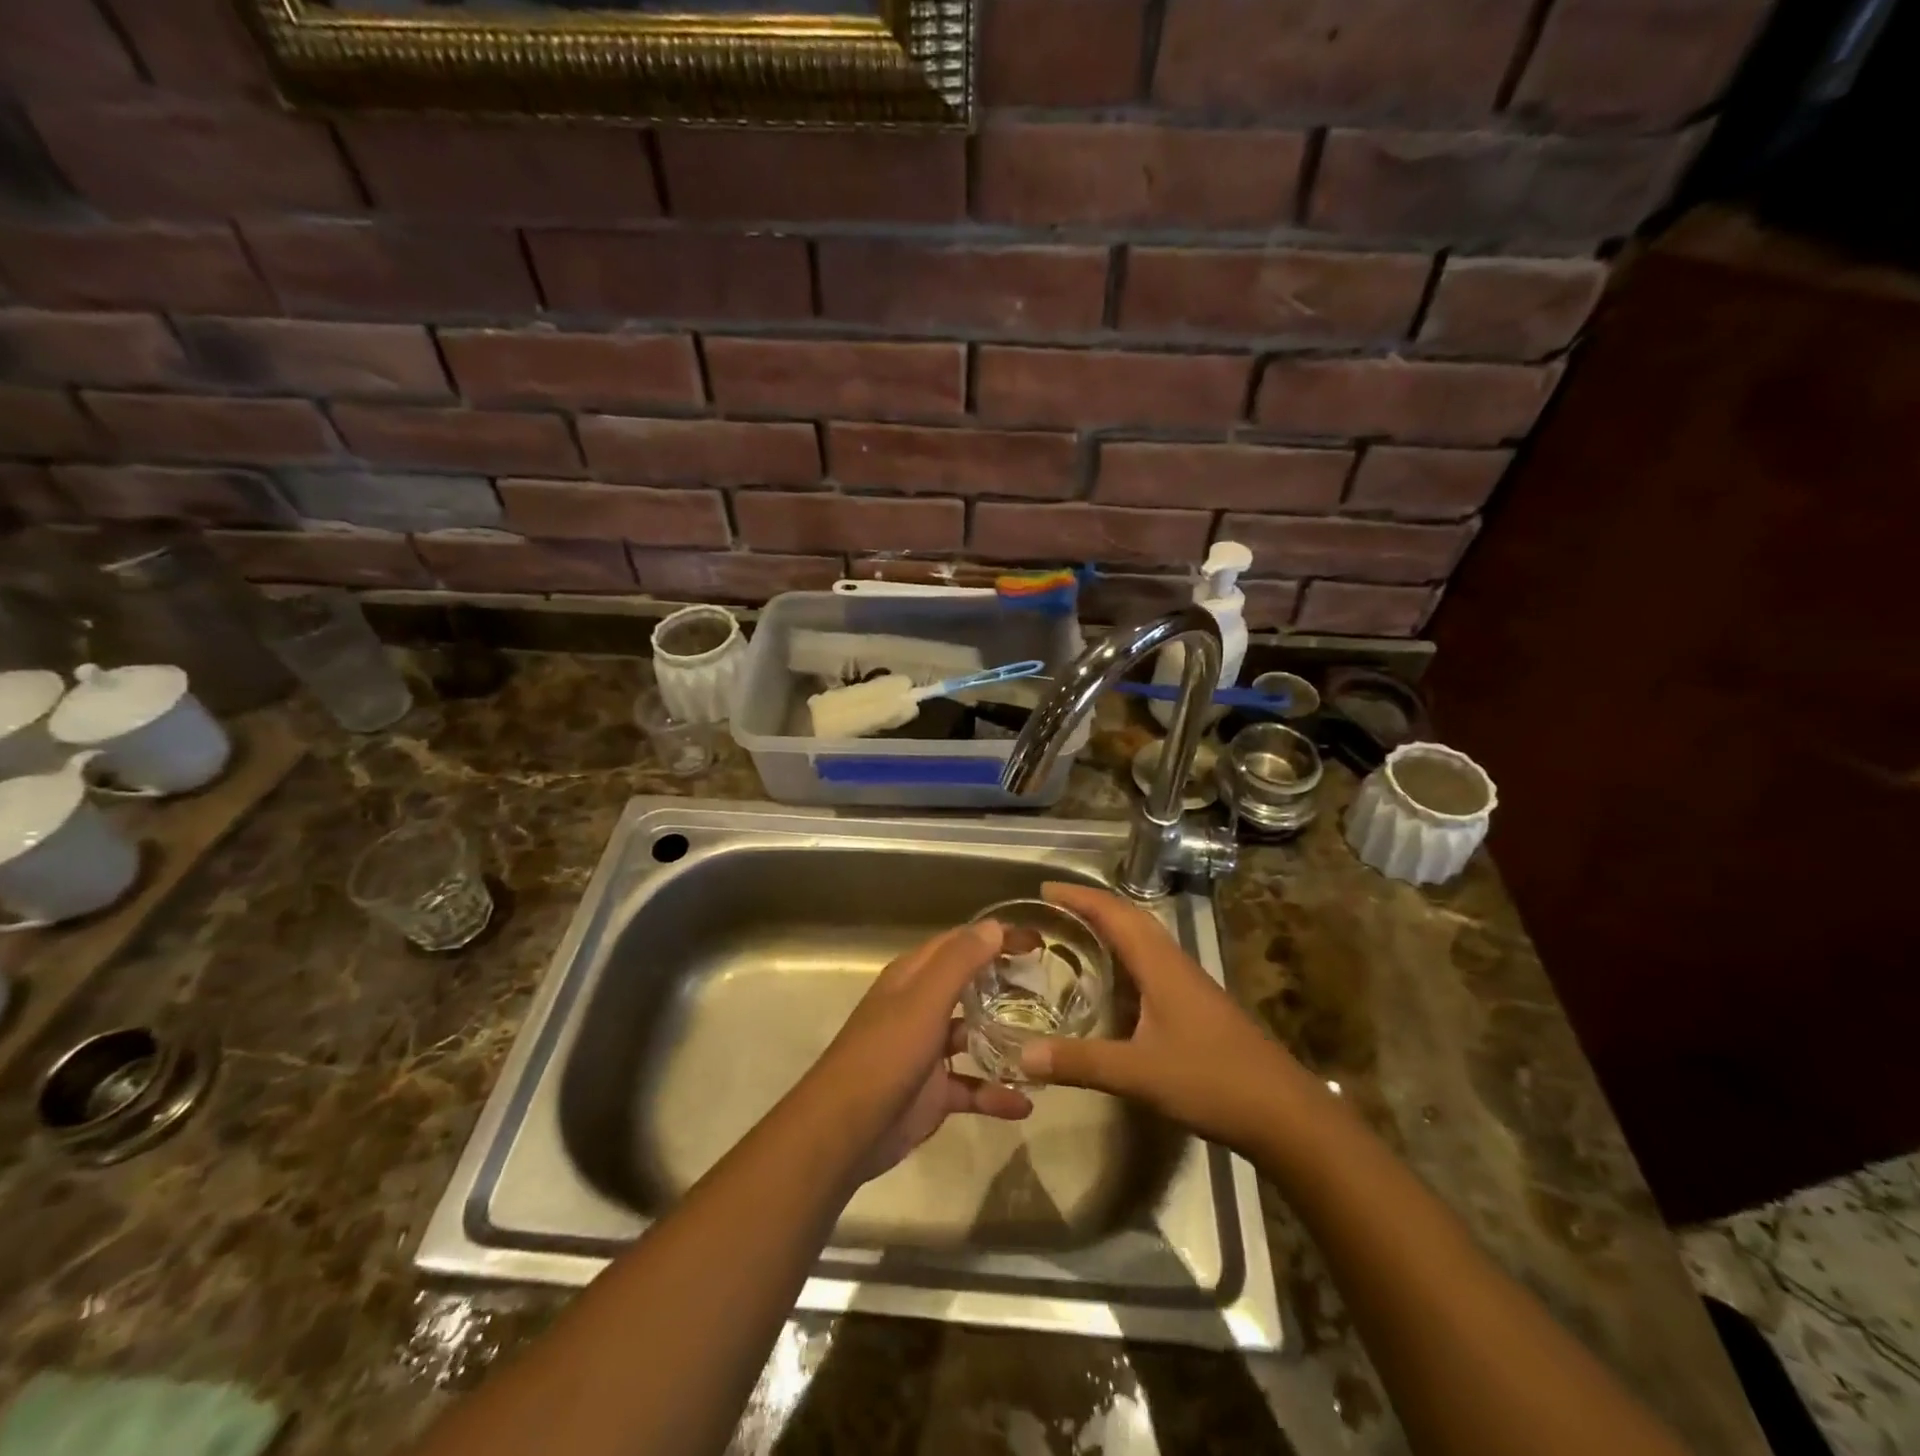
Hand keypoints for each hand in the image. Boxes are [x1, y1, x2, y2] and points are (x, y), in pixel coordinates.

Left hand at [805, 921, 1031, 1179]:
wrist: (845, 1130)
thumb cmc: (886, 1054)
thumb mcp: (924, 1000)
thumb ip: (959, 962)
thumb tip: (994, 926)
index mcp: (913, 978)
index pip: (960, 944)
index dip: (996, 937)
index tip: (1038, 942)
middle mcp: (920, 1007)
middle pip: (969, 986)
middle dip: (1005, 983)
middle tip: (1050, 986)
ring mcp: (926, 1051)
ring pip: (973, 1035)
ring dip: (1005, 1038)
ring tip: (1047, 1040)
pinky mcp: (933, 1092)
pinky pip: (972, 1087)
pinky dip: (996, 1093)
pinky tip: (1025, 1103)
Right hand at [1019, 883, 1305, 1154]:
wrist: (1284, 1113)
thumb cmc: (1212, 1082)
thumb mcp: (1138, 1074)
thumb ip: (1080, 1063)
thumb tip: (1022, 1055)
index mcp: (1160, 965)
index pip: (1115, 914)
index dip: (1079, 897)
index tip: (1044, 889)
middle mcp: (1174, 964)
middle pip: (1130, 918)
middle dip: (1090, 906)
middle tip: (1051, 908)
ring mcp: (1189, 984)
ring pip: (1144, 940)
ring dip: (1109, 928)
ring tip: (1072, 934)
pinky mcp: (1196, 1005)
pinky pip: (1151, 964)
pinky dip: (1124, 957)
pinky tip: (1110, 984)